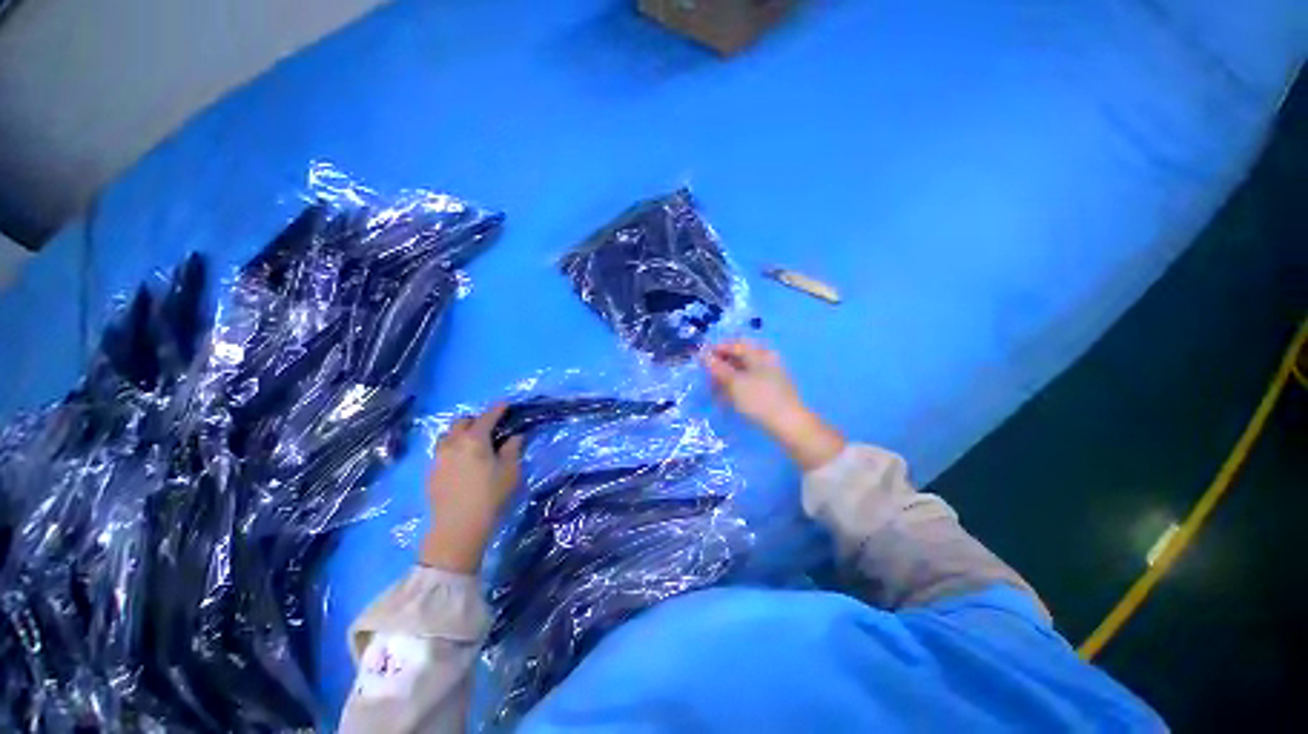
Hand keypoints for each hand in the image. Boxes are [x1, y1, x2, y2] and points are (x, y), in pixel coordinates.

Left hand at [420, 403, 523, 573]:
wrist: (457, 527)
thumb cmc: (490, 496)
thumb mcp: (510, 471)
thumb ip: (512, 450)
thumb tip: (514, 437)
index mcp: (475, 439)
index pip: (488, 416)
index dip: (498, 409)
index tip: (506, 405)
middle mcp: (453, 443)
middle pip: (462, 422)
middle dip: (476, 420)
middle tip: (489, 427)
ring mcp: (439, 457)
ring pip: (448, 435)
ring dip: (460, 433)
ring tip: (472, 443)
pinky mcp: (431, 472)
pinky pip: (442, 451)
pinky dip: (452, 448)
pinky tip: (461, 461)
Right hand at [703, 340, 845, 470]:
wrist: (790, 427)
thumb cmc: (760, 400)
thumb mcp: (734, 383)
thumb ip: (718, 368)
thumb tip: (704, 355)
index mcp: (759, 354)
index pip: (734, 344)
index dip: (716, 350)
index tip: (700, 360)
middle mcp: (766, 361)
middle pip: (739, 358)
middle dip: (721, 367)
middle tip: (707, 379)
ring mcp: (770, 377)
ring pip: (743, 372)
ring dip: (726, 380)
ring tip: (714, 393)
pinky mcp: (771, 392)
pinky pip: (749, 384)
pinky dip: (736, 389)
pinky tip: (728, 400)